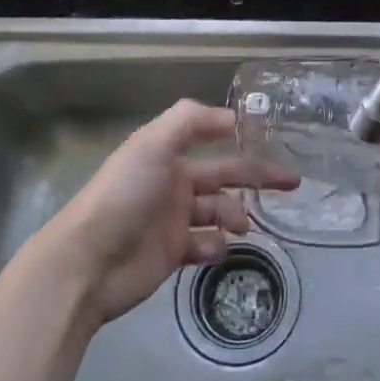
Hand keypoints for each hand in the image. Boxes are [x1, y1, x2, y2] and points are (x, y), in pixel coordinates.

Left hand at [41, 100, 297, 325]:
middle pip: (223, 175)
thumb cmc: (124, 195)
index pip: (210, 136)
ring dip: (235, 215)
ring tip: (242, 226)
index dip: (239, 135)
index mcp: (166, 153)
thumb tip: (233, 117)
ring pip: (218, 211)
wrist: (88, 262)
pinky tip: (216, 248)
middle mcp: (172, 182)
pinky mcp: (173, 253)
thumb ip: (191, 121)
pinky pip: (206, 244)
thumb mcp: (153, 144)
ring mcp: (173, 219)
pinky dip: (217, 245)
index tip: (274, 138)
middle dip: (256, 176)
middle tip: (292, 183)